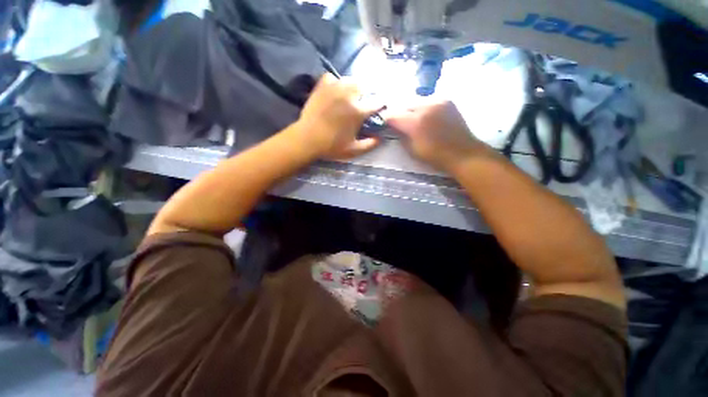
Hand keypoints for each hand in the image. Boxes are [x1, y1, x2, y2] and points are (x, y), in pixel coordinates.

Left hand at [295, 73, 382, 158]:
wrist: (307, 139)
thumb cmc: (331, 146)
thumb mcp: (353, 150)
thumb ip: (369, 145)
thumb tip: (380, 138)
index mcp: (358, 111)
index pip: (377, 102)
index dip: (380, 105)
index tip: (379, 108)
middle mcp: (348, 95)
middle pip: (364, 86)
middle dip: (366, 93)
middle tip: (362, 102)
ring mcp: (334, 88)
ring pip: (349, 80)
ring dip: (352, 87)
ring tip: (349, 96)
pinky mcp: (321, 86)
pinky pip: (332, 77)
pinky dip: (335, 82)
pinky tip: (334, 91)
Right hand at [386, 101, 491, 170]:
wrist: (462, 152)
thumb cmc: (435, 156)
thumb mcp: (412, 150)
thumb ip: (401, 135)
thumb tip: (395, 127)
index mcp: (415, 122)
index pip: (393, 115)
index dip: (387, 119)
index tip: (385, 124)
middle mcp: (425, 106)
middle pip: (404, 106)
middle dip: (399, 114)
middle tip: (399, 123)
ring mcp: (437, 101)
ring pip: (416, 102)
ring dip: (411, 110)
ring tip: (413, 120)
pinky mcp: (446, 100)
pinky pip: (428, 101)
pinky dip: (423, 108)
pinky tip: (426, 117)